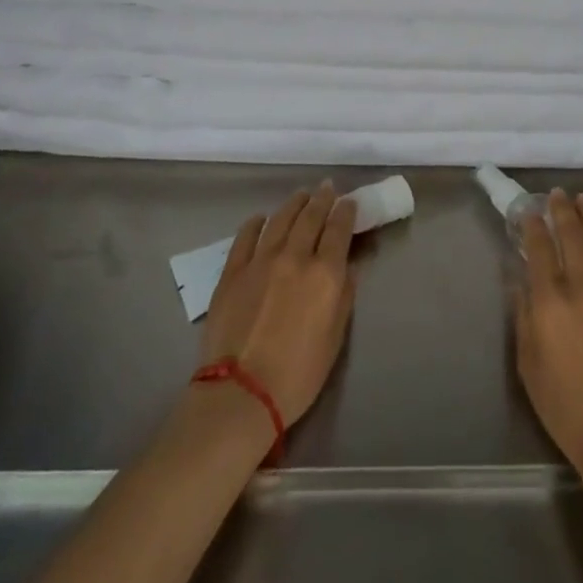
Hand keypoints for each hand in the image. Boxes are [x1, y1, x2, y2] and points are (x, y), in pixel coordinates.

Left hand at [201, 182, 357, 425]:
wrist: (241, 393)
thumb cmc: (298, 374)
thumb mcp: (335, 338)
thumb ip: (344, 297)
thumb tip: (347, 268)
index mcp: (325, 273)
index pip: (339, 229)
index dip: (346, 212)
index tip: (349, 202)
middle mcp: (295, 257)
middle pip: (311, 217)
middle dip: (322, 199)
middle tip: (327, 188)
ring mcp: (260, 261)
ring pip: (280, 220)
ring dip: (293, 204)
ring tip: (300, 195)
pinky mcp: (232, 272)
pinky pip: (246, 237)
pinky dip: (255, 223)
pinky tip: (260, 218)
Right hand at [513, 190, 582, 473]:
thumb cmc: (565, 405)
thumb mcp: (527, 363)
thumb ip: (523, 316)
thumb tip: (520, 281)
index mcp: (551, 301)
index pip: (540, 248)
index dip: (533, 225)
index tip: (529, 212)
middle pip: (573, 234)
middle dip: (562, 210)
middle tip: (557, 195)